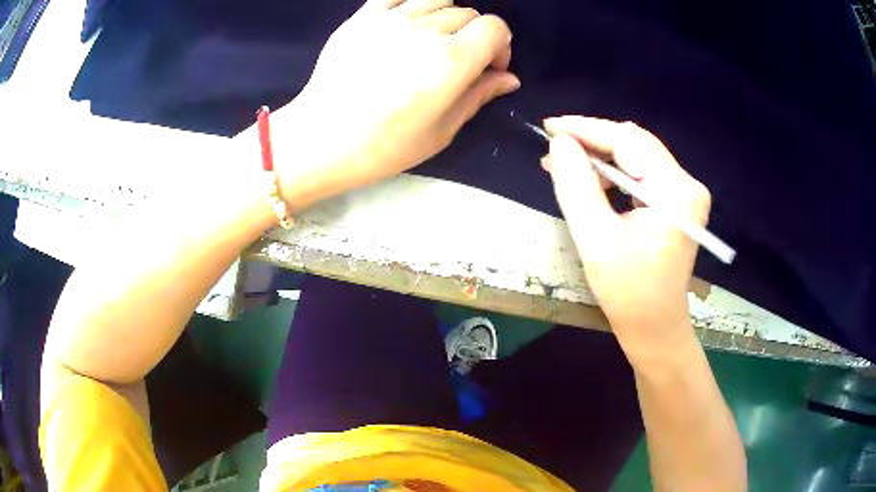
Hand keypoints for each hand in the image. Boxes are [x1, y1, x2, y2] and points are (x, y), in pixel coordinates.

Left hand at [272, 0, 518, 208]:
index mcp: (452, 60)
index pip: (495, 27)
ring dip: (446, 17)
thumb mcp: (441, 131)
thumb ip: (478, 96)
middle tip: (458, 62)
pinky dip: (413, 3)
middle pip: (468, 13)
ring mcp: (391, 18)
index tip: (489, 67)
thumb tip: (508, 78)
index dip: (499, 45)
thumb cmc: (383, 145)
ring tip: (431, 41)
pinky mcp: (363, 16)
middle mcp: (426, 29)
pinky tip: (407, 23)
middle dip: (473, 36)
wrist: (321, 138)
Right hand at [542, 116, 710, 361]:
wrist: (655, 327)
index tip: (550, 126)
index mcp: (675, 192)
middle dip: (592, 141)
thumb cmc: (628, 292)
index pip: (628, 141)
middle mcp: (687, 184)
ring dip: (600, 156)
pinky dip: (613, 172)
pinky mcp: (677, 201)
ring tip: (566, 165)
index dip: (587, 129)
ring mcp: (685, 193)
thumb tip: (560, 144)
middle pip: (635, 143)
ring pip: (636, 155)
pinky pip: (642, 172)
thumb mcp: (595, 238)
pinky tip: (591, 180)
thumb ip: (576, 185)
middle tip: (554, 146)